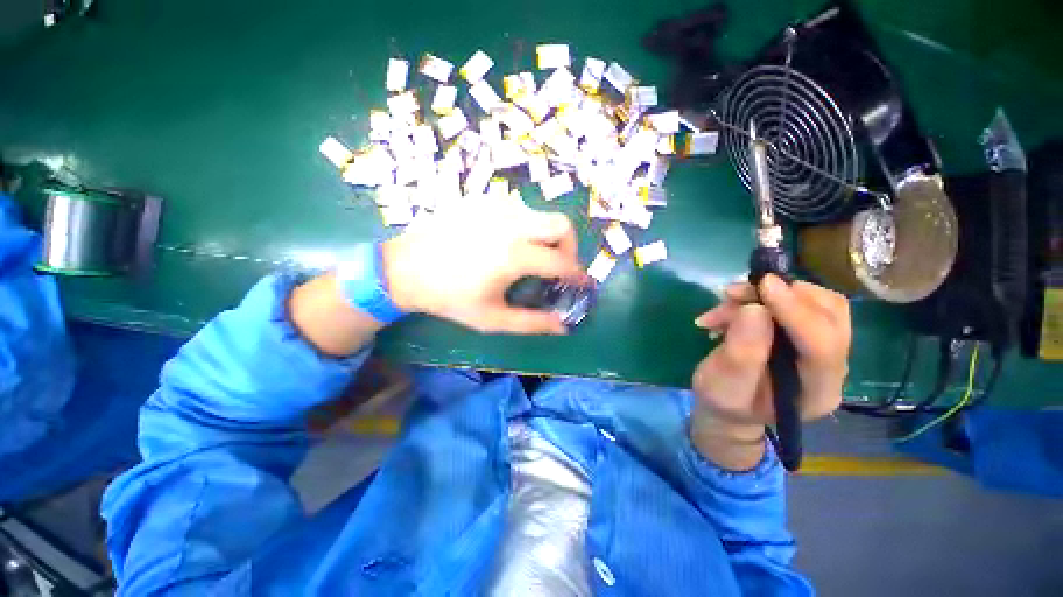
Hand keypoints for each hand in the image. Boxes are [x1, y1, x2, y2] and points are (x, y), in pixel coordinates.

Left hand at [382, 195, 587, 334]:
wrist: (404, 268)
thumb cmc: (449, 298)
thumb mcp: (492, 319)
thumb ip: (532, 324)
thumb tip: (563, 326)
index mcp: (513, 255)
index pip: (562, 262)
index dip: (578, 275)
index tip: (582, 284)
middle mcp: (510, 223)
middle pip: (561, 225)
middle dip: (569, 247)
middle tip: (558, 267)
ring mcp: (495, 207)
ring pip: (541, 215)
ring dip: (546, 238)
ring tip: (531, 258)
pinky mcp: (482, 200)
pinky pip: (518, 210)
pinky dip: (525, 228)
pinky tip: (506, 244)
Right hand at [688, 275, 850, 469]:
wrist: (730, 405)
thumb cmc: (724, 401)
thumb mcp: (721, 385)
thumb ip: (741, 355)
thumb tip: (755, 309)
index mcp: (816, 391)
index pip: (823, 345)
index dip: (796, 311)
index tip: (764, 285)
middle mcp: (832, 367)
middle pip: (831, 315)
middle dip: (784, 295)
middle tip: (736, 293)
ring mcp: (824, 348)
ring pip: (815, 301)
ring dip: (768, 293)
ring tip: (727, 299)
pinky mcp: (809, 334)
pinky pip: (797, 300)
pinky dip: (763, 295)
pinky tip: (732, 305)